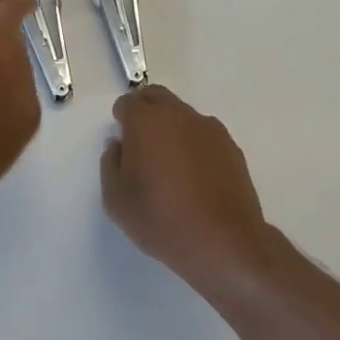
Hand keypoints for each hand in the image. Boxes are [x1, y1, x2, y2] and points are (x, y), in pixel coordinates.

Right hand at [101, 86, 271, 290]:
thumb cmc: (162, 220)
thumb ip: (110, 164)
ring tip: (171, 164)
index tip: (123, 143)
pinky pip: (203, 134)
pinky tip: (195, 176)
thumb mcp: (116, 200)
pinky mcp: (230, 145)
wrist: (224, 242)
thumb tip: (118, 145)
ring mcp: (208, 127)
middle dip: (145, 111)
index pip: (127, 103)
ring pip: (181, 114)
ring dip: (171, 127)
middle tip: (141, 143)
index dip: (122, 119)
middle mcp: (178, 114)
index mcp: (146, 121)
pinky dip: (194, 144)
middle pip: (156, 97)